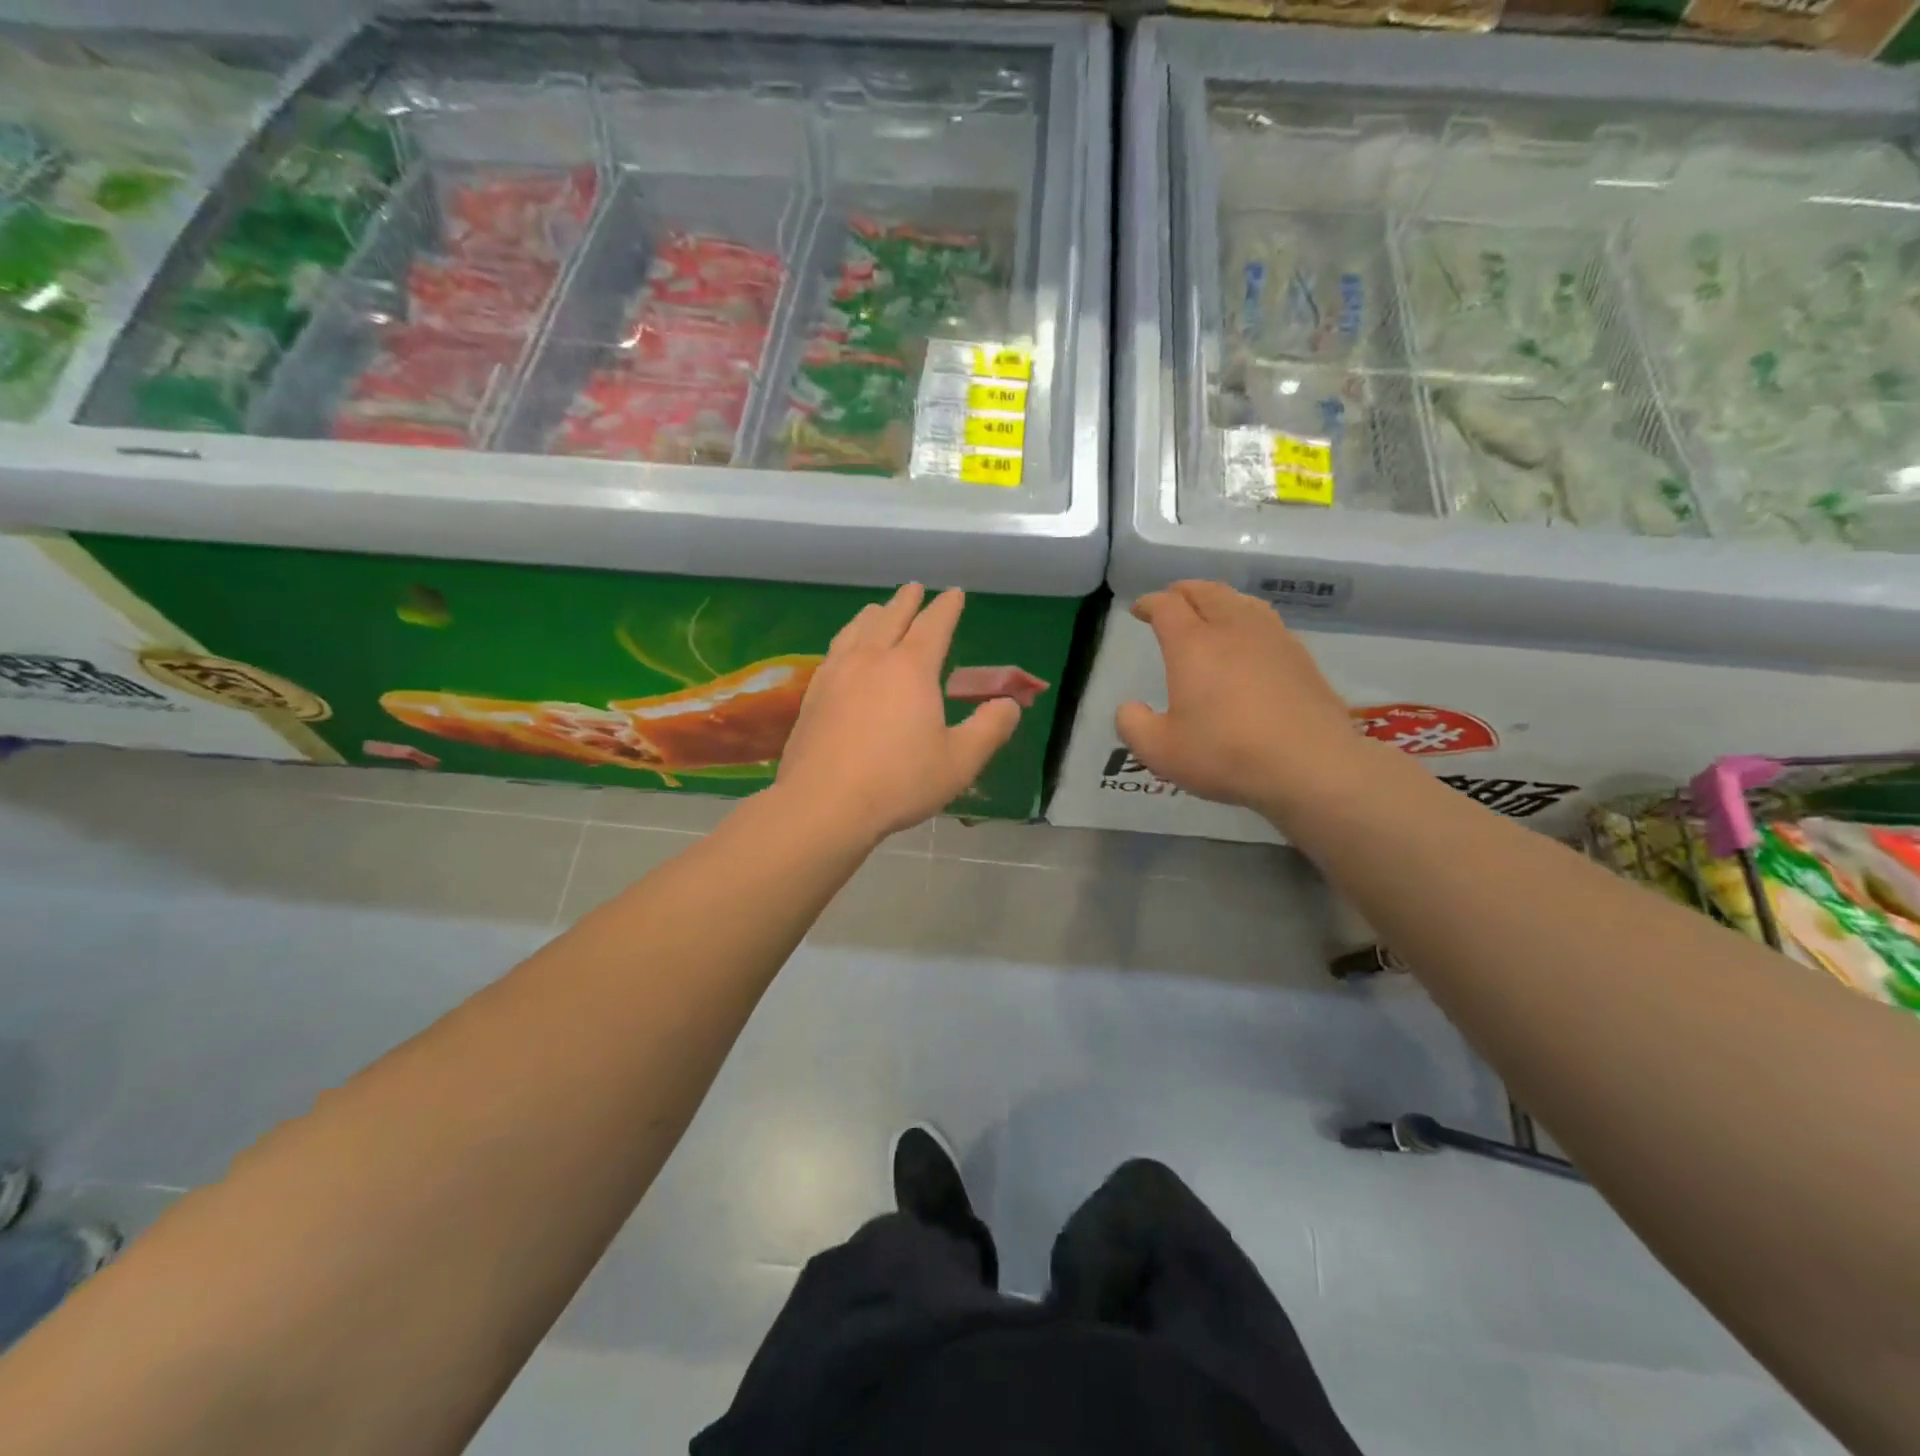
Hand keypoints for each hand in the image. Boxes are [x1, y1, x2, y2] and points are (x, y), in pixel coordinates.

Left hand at [774, 583, 1020, 844]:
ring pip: (856, 629)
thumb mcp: (960, 761)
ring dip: (873, 614)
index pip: (934, 625)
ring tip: (878, 609)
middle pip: (891, 617)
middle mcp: (872, 659)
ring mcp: (837, 674)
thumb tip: (1008, 704)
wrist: (824, 804)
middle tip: (915, 588)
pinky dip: (846, 638)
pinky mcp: (814, 694)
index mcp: (911, 669)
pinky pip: (834, 651)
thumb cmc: (899, 782)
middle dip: (907, 601)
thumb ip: (990, 728)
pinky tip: (844, 650)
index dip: (947, 607)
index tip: (954, 594)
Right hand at [1116, 580, 1370, 820]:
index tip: (1139, 610)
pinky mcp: (1301, 658)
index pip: (1167, 606)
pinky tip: (1249, 642)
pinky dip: (1247, 620)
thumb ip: (1134, 726)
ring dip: (1219, 599)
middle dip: (1184, 591)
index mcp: (1193, 644)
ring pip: (1241, 601)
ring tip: (1211, 611)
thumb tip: (1129, 708)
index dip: (1149, 603)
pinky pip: (1267, 622)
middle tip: (1172, 600)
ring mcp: (1272, 639)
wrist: (1309, 765)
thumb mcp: (1160, 751)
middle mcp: (1232, 629)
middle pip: (1207, 592)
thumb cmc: (1226, 754)